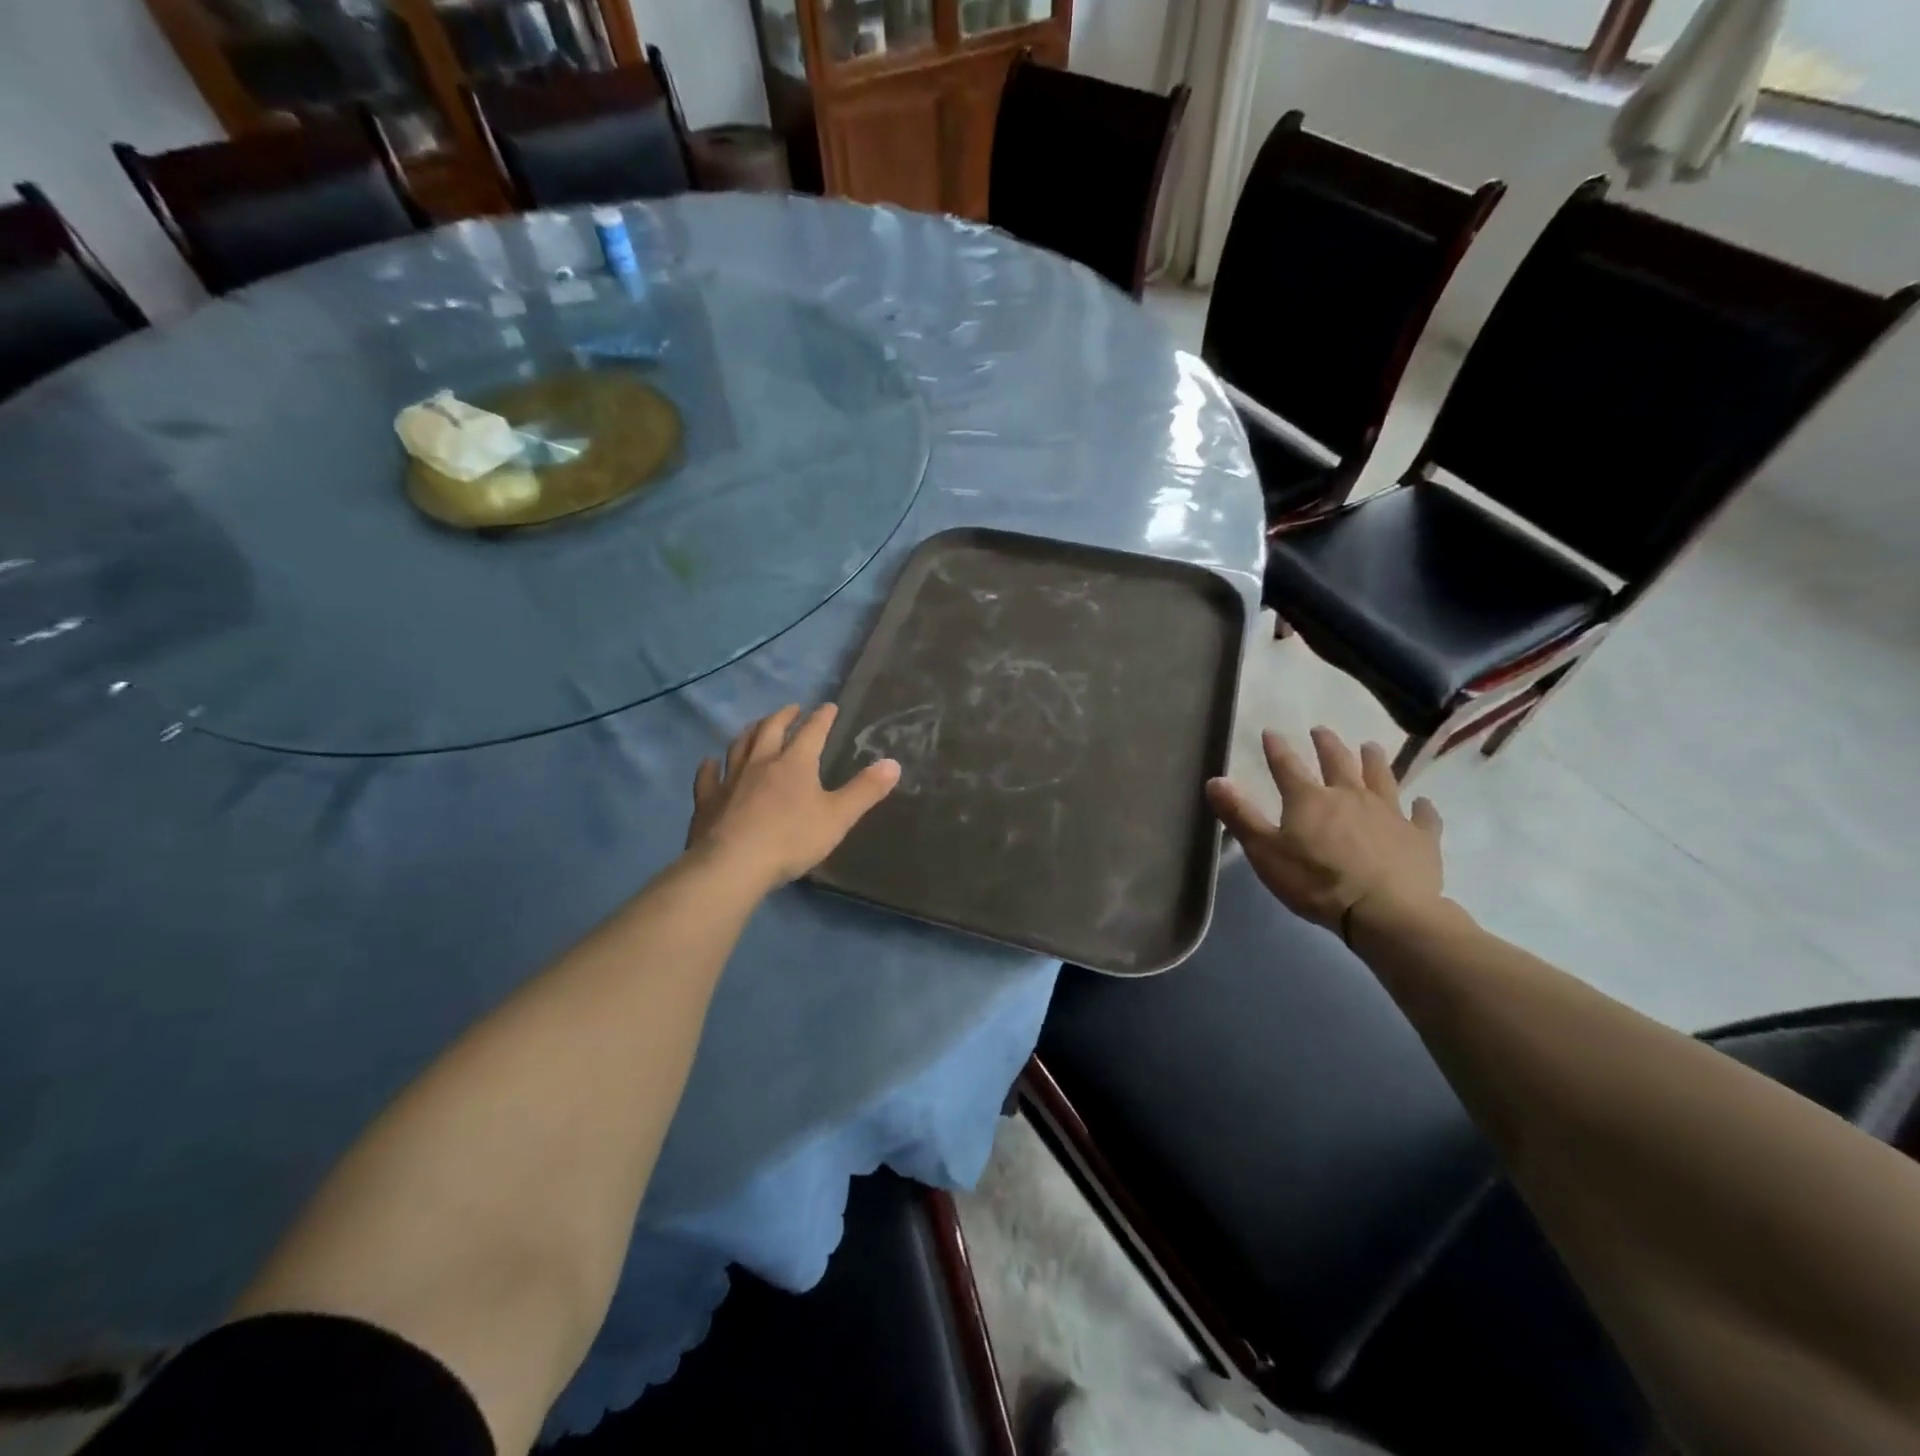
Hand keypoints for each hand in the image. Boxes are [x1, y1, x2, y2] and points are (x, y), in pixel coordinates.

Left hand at [687, 704, 899, 892]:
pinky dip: (710, 766)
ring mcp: (730, 779)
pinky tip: (710, 762)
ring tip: (757, 727)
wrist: (733, 864)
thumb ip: (865, 791)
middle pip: (771, 729)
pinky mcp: (707, 800)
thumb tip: (893, 764)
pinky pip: (707, 776)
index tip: (829, 706)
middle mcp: (760, 762)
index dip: (822, 718)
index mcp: (795, 763)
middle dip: (784, 716)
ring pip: (739, 746)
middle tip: (792, 709)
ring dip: (750, 732)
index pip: (812, 731)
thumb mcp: (838, 817)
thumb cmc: (791, 839)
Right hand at [1205, 727, 1443, 934]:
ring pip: (1382, 778)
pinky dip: (1421, 808)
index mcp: (1310, 799)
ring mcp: (1389, 814)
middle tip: (1322, 731)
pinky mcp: (1420, 837)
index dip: (1277, 748)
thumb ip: (1240, 815)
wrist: (1385, 912)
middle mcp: (1350, 795)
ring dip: (1374, 761)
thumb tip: (1215, 779)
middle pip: (1338, 762)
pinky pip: (1423, 817)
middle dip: (1328, 744)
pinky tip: (1422, 804)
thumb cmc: (1316, 882)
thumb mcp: (1265, 851)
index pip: (1287, 766)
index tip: (1271, 732)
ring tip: (1370, 747)